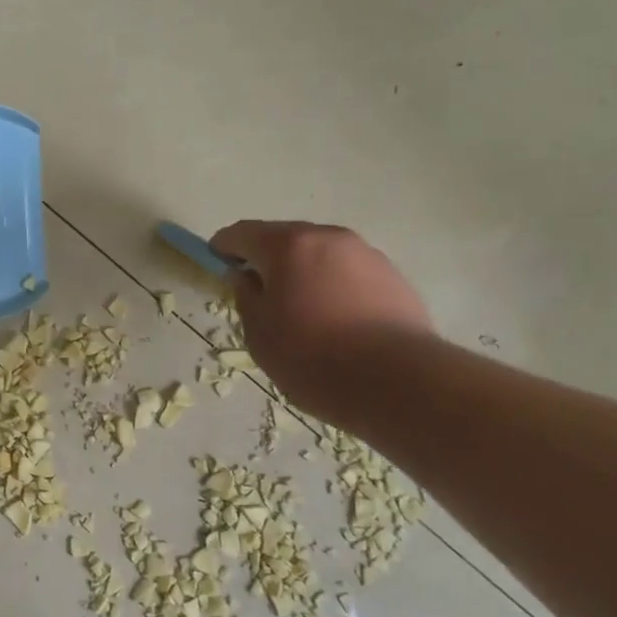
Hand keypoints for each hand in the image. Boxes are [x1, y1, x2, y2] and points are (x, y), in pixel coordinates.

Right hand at [209, 220, 432, 419]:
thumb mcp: (259, 334)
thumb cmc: (313, 359)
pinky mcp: (394, 277)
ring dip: (303, 271)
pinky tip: (336, 320)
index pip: (242, 233)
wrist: (399, 383)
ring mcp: (366, 254)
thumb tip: (248, 278)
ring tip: (301, 309)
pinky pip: (349, 273)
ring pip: (321, 255)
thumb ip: (246, 297)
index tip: (216, 260)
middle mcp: (328, 238)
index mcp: (288, 245)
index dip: (224, 246)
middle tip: (259, 290)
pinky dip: (333, 286)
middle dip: (267, 258)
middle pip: (285, 238)